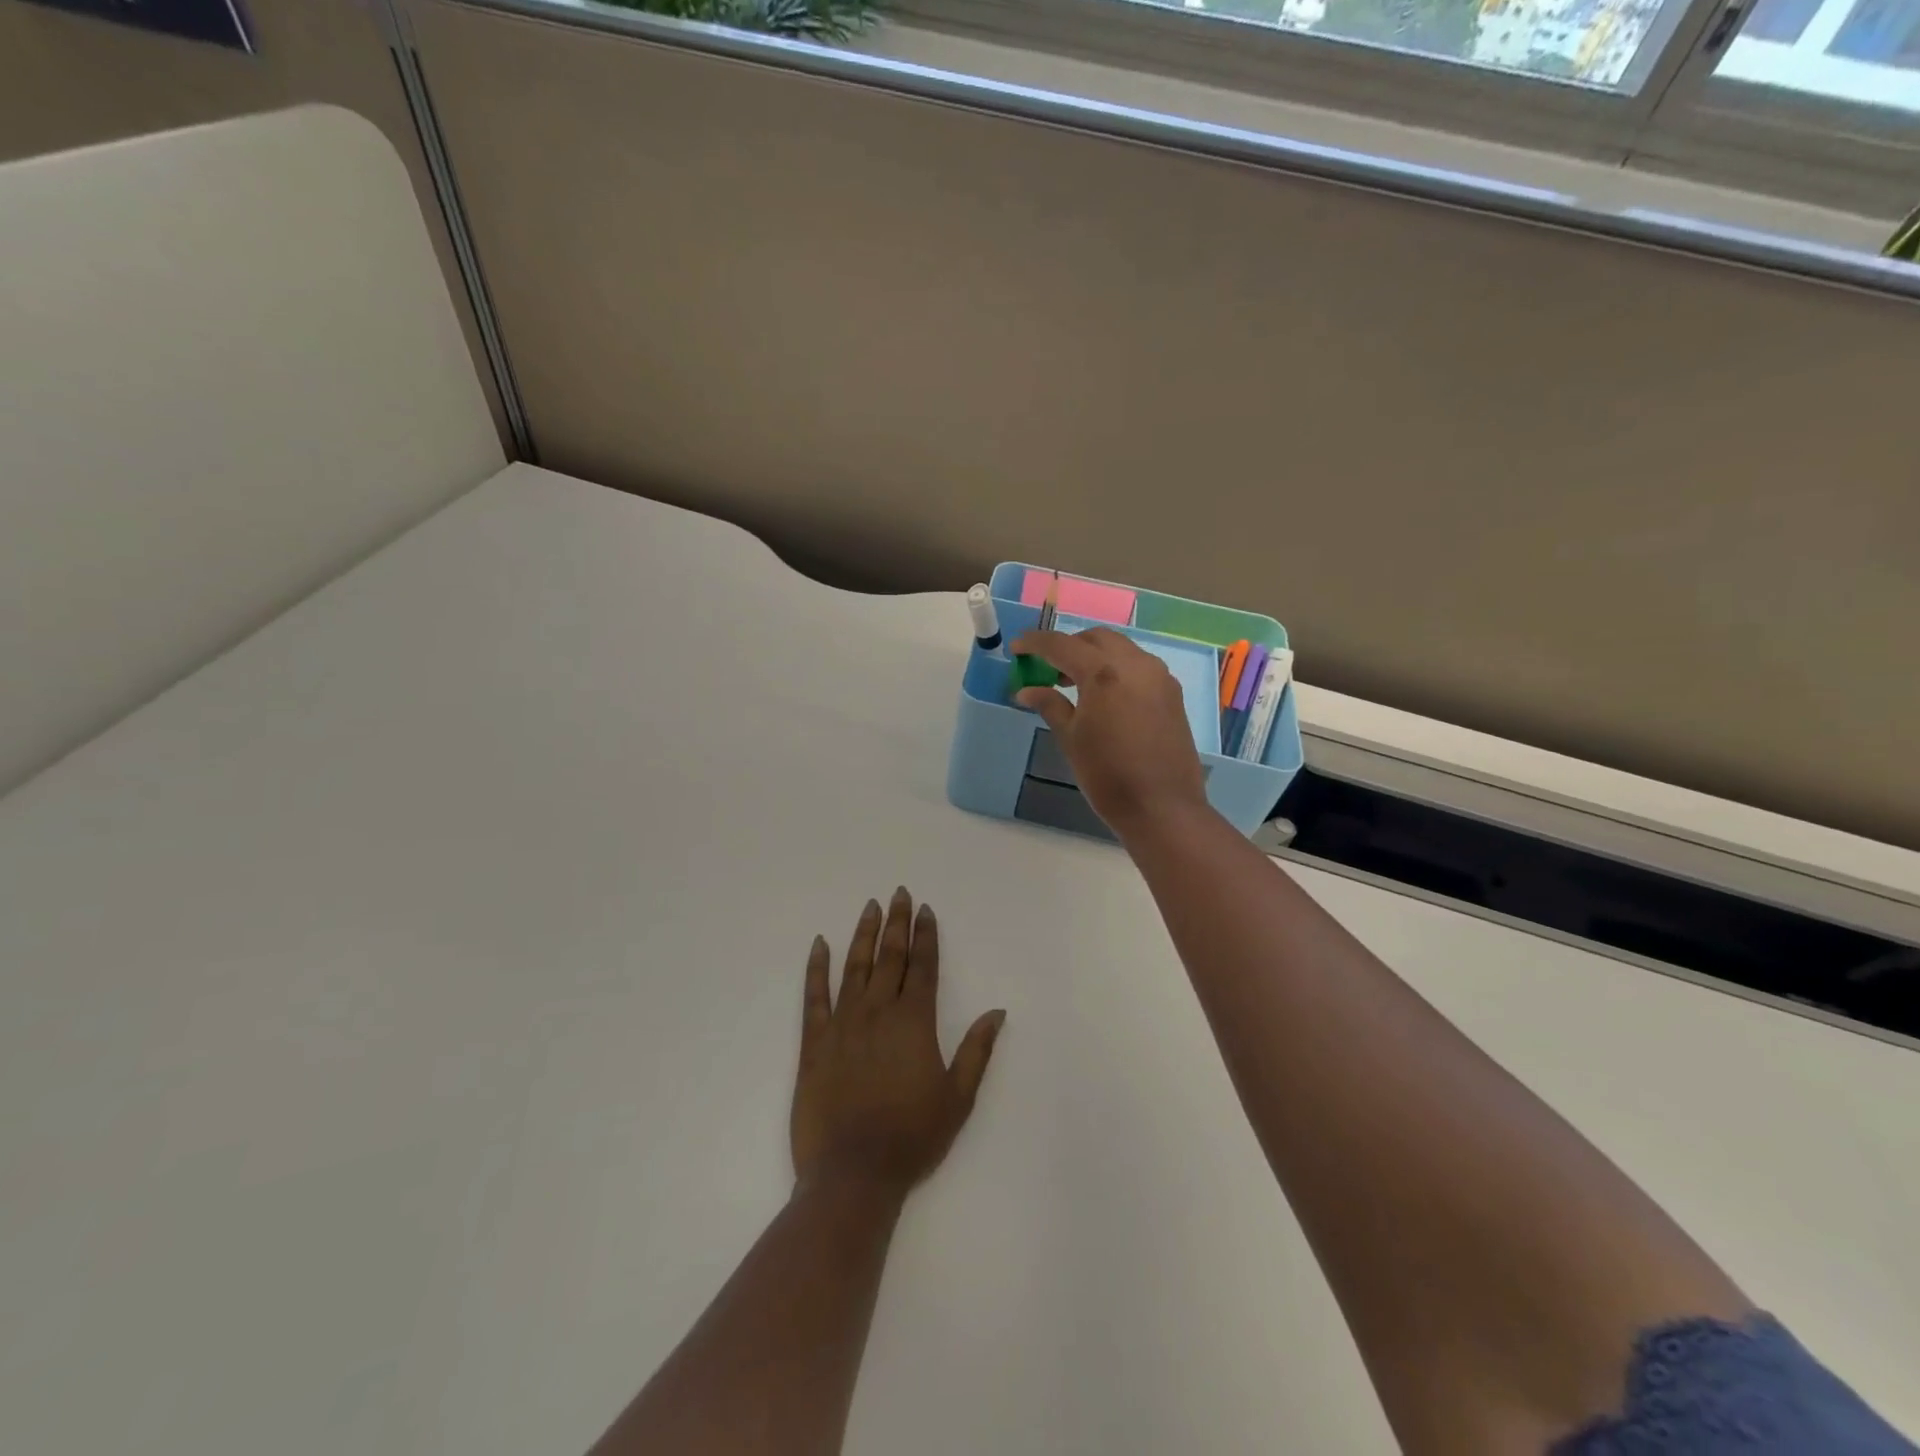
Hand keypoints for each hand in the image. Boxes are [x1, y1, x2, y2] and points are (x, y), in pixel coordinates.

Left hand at [791, 888, 1005, 1196]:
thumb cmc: (912, 1138)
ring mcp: (843, 1024)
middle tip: (899, 893)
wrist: (853, 1174)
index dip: (925, 936)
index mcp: (914, 1022)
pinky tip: (819, 944)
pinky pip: (814, 996)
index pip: (922, 966)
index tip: (925, 910)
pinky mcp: (814, 1043)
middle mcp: (878, 1012)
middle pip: (889, 957)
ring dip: (863, 935)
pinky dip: (816, 968)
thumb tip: (997, 1011)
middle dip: (896, 923)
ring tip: (870, 907)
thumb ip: (976, 1050)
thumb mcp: (958, 1098)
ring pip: (854, 967)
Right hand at [1010, 628, 1210, 837]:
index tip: (1016, 649)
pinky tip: (1105, 696)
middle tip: (1047, 668)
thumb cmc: (1107, 776)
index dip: (1034, 643)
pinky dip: (1116, 668)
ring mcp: (1158, 676)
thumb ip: (1050, 705)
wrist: (1162, 808)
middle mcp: (1135, 664)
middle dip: (1068, 646)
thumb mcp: (1071, 739)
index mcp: (1104, 673)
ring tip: (1074, 683)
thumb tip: (1026, 690)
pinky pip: (1139, 666)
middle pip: (1095, 638)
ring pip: (1121, 648)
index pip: (1061, 644)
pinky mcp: (1172, 692)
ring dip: (1094, 655)